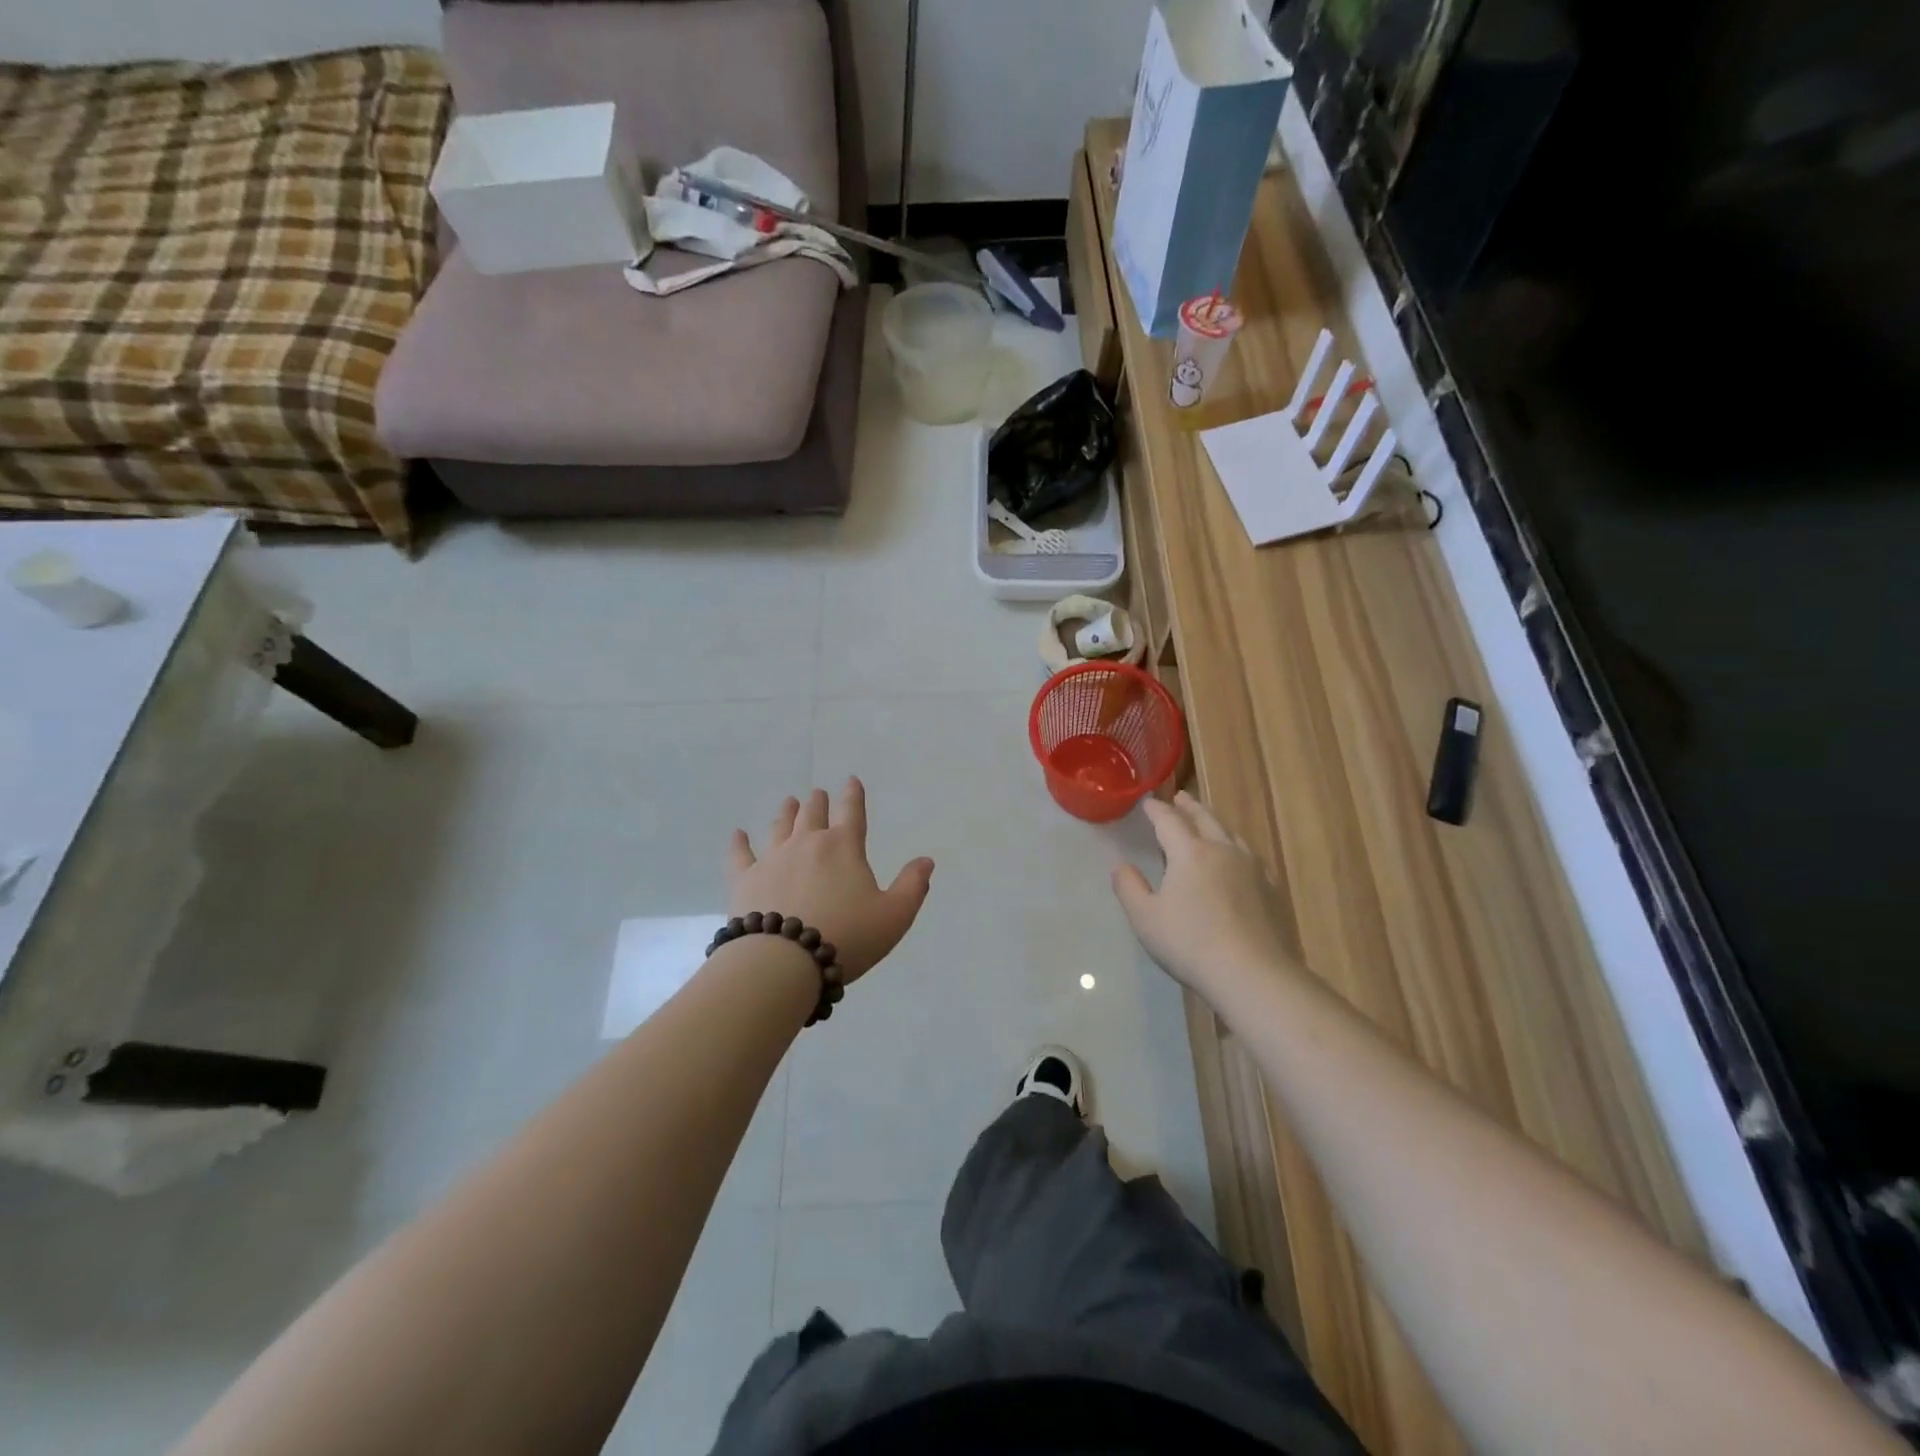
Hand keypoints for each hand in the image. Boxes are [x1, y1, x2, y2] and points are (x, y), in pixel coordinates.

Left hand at [728, 778, 934, 983]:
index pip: (852, 812)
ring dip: (786, 812)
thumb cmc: (846, 937)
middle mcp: (808, 843)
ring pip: (780, 826)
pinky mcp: (745, 879)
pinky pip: (740, 854)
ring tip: (789, 802)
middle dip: (818, 802)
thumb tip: (926, 861)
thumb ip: (912, 886)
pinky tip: (737, 834)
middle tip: (818, 794)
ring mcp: (773, 858)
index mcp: (844, 847)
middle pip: (813, 814)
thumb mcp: (894, 916)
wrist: (783, 961)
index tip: (851, 780)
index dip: (854, 795)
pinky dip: (739, 843)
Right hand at [1112, 791, 1298, 1000]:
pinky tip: (1239, 859)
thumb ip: (1129, 888)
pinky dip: (1237, 847)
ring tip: (1207, 821)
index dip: (1156, 810)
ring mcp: (1252, 868)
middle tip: (1180, 797)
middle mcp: (1222, 850)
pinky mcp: (1271, 889)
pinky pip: (1251, 856)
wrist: (1252, 974)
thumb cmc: (1190, 943)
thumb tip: (1121, 866)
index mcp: (1190, 852)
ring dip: (1214, 822)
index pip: (1169, 821)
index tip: (1147, 802)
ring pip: (1231, 834)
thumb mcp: (1146, 918)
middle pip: (1204, 818)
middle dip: (1189, 806)